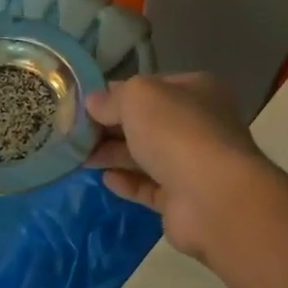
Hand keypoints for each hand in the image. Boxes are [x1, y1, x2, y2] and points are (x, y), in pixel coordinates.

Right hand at [86, 73, 275, 260]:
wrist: (212, 198)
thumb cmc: (176, 133)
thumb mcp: (138, 97)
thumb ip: (112, 98)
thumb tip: (92, 103)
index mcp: (196, 91)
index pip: (152, 87)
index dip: (118, 94)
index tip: (85, 104)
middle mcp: (199, 125)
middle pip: (147, 123)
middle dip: (111, 127)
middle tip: (74, 133)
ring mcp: (193, 164)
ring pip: (146, 156)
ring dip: (113, 155)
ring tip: (80, 157)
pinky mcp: (183, 200)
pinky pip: (149, 187)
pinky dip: (127, 182)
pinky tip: (105, 180)